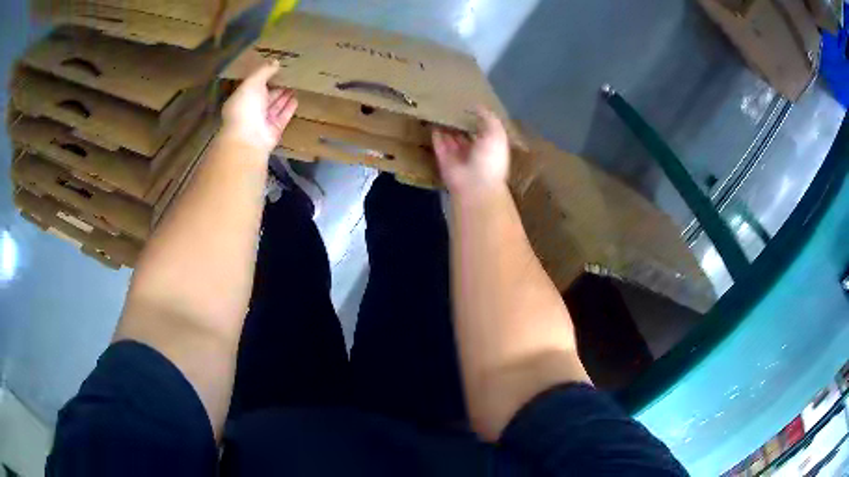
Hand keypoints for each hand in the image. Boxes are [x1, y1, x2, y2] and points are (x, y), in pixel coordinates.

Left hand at [221, 61, 297, 154]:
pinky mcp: (274, 130)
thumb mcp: (252, 82)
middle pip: (265, 97)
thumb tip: (275, 61)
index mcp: (241, 99)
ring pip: (275, 106)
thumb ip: (264, 71)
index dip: (262, 78)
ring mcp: (262, 122)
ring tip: (295, 85)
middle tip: (288, 76)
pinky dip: (289, 108)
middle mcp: (251, 111)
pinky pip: (283, 116)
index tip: (274, 68)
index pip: (253, 87)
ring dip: (284, 96)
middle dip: (275, 87)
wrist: (249, 137)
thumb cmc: (245, 107)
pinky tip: (296, 98)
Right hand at [432, 108, 510, 198]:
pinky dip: (435, 135)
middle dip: (460, 124)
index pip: (483, 131)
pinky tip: (432, 121)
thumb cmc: (490, 159)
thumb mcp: (496, 134)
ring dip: (446, 127)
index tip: (470, 106)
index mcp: (490, 148)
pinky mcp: (443, 160)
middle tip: (452, 106)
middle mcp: (474, 153)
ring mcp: (458, 157)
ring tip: (440, 111)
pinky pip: (438, 145)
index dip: (478, 120)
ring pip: (451, 139)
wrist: (475, 185)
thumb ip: (488, 118)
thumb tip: (477, 106)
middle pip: (465, 136)